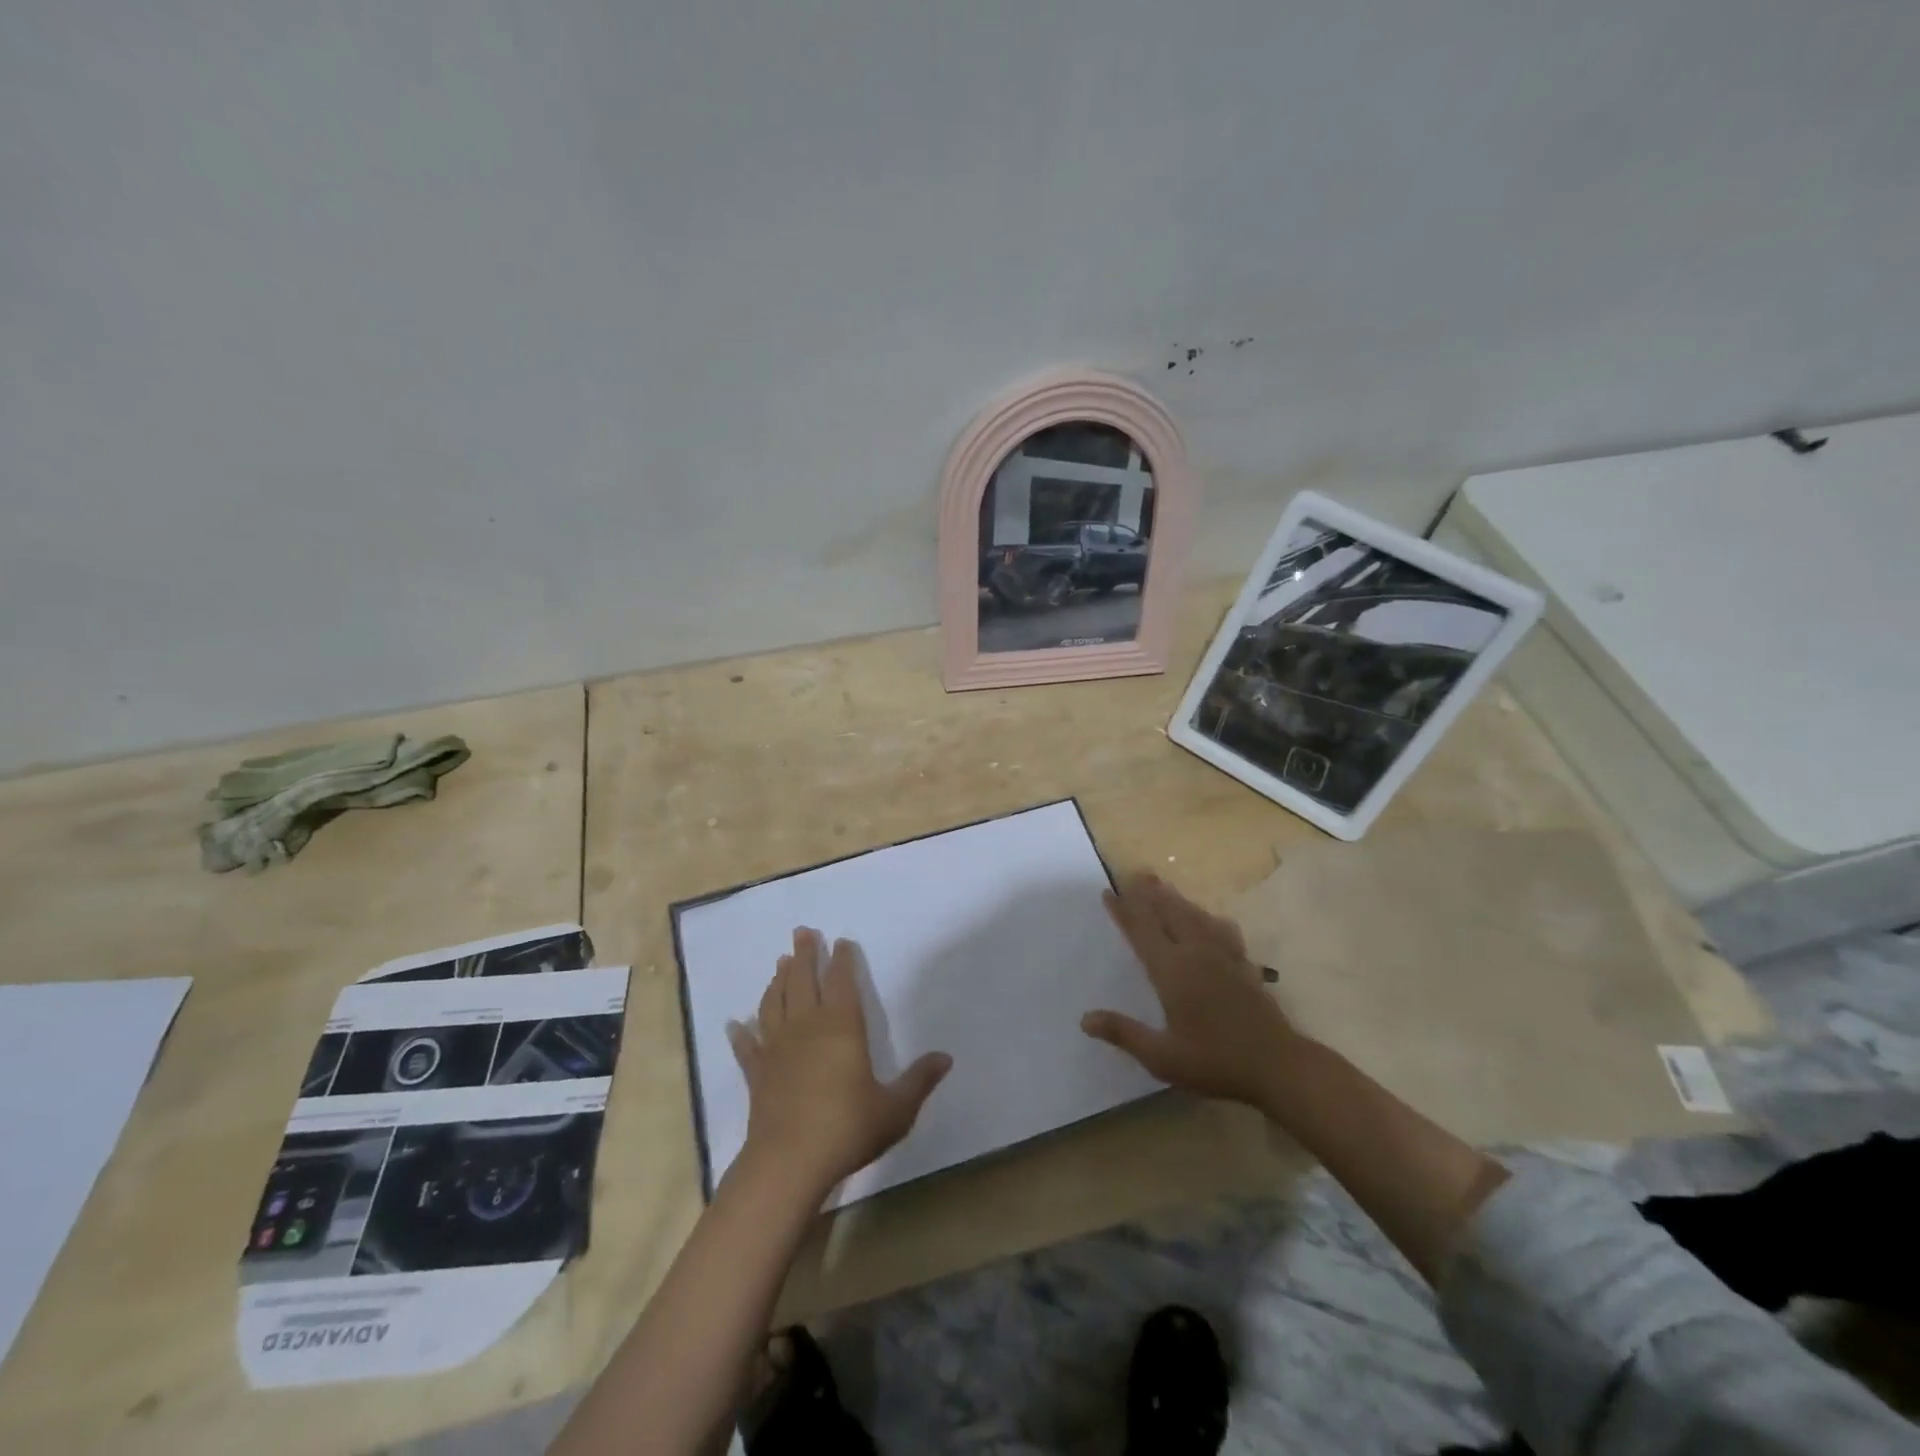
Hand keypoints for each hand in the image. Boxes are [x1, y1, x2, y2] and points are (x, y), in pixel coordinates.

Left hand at [727, 928, 951, 1200]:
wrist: (789, 1162)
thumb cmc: (847, 1128)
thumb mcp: (895, 1108)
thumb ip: (919, 1081)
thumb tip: (946, 1057)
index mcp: (842, 1027)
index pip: (842, 983)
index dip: (842, 960)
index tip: (840, 941)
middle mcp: (807, 1027)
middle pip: (803, 981)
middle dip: (805, 955)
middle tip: (801, 932)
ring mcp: (777, 1048)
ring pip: (774, 1004)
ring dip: (777, 981)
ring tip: (780, 963)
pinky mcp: (757, 1074)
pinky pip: (747, 1047)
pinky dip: (740, 1034)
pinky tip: (734, 1024)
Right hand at [1081, 872, 1298, 1107]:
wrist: (1278, 1065)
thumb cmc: (1214, 1062)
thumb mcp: (1162, 1057)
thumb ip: (1124, 1033)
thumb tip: (1084, 1019)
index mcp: (1172, 971)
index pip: (1141, 932)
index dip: (1123, 911)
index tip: (1108, 892)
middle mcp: (1196, 954)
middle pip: (1169, 913)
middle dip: (1150, 894)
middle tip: (1135, 874)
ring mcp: (1223, 957)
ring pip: (1195, 917)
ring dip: (1176, 899)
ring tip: (1163, 885)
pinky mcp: (1243, 965)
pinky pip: (1223, 931)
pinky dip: (1210, 919)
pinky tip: (1211, 918)